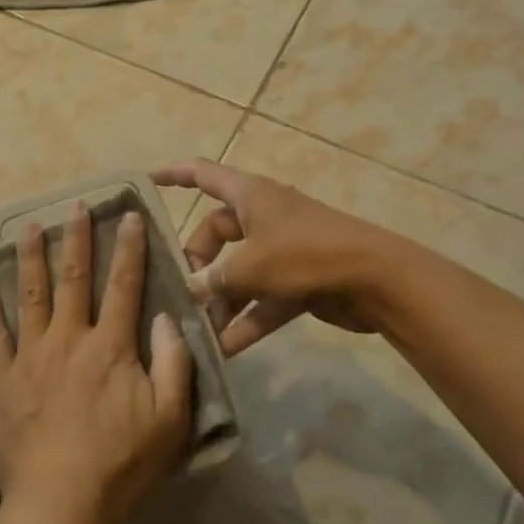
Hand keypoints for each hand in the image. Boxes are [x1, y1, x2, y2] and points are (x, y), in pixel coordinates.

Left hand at [0, 204, 193, 523]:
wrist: (60, 502)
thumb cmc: (121, 464)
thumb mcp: (170, 419)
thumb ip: (174, 363)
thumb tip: (169, 316)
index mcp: (111, 346)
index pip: (124, 284)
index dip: (129, 247)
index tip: (129, 214)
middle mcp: (69, 338)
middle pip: (73, 278)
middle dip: (76, 238)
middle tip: (75, 206)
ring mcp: (31, 355)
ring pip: (31, 294)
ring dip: (31, 257)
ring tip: (29, 227)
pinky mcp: (2, 378)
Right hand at [150, 159, 384, 355]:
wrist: (377, 280)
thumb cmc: (306, 255)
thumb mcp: (250, 265)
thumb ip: (214, 278)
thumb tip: (191, 289)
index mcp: (249, 195)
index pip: (202, 174)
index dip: (173, 174)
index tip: (146, 180)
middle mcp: (263, 217)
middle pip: (216, 233)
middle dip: (197, 263)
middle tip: (183, 292)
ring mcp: (282, 249)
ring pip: (239, 271)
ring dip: (221, 300)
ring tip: (199, 329)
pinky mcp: (299, 280)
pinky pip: (263, 299)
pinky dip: (247, 320)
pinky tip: (227, 349)